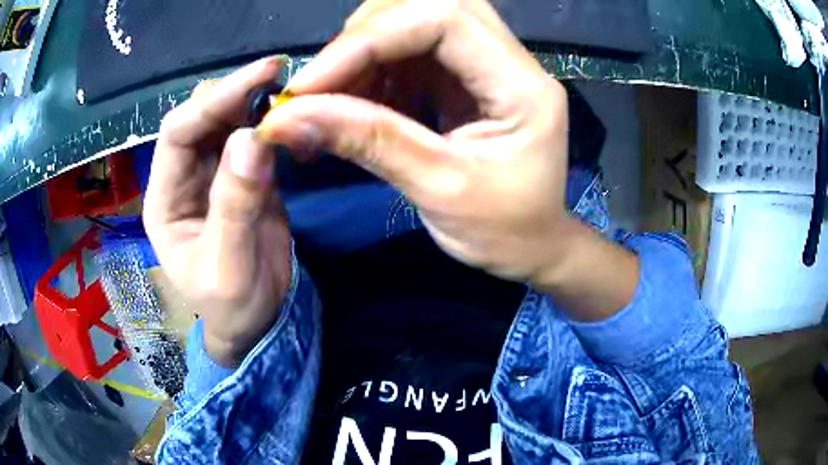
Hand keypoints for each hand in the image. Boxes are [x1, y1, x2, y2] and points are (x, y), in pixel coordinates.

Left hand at [144, 58, 291, 365]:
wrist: (255, 320)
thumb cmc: (231, 306)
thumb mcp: (228, 268)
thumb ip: (235, 206)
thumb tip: (251, 138)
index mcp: (165, 200)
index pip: (178, 133)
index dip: (214, 100)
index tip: (262, 75)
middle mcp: (182, 177)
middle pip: (200, 117)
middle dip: (235, 93)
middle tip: (280, 76)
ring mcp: (212, 173)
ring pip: (225, 120)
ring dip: (253, 102)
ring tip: (288, 90)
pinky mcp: (240, 175)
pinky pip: (250, 136)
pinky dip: (268, 120)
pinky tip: (289, 114)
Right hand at [256, 0, 637, 318]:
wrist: (532, 245)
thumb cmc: (502, 231)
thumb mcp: (438, 190)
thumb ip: (367, 142)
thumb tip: (285, 118)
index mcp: (522, 87)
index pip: (443, 20)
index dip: (368, 40)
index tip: (309, 84)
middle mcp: (510, 60)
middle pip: (430, 7)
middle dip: (364, 38)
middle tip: (319, 85)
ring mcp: (489, 63)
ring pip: (417, 22)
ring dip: (363, 53)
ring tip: (330, 101)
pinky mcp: (468, 76)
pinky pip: (413, 51)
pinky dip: (374, 70)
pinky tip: (355, 103)